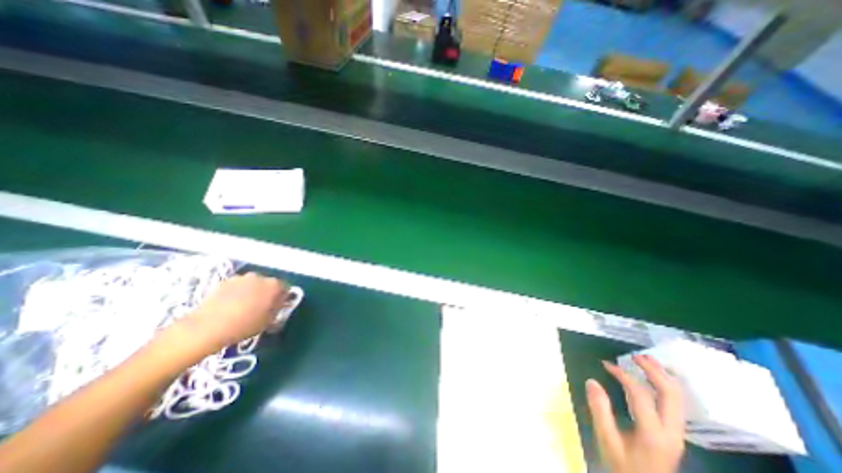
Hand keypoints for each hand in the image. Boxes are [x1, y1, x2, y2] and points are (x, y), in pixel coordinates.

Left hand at [170, 272, 289, 352]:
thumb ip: (277, 309)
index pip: (285, 288)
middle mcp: (260, 277)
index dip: (282, 298)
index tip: (277, 307)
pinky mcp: (224, 281)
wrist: (207, 327)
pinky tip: (229, 305)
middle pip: (268, 284)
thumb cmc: (245, 325)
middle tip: (260, 307)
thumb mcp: (268, 321)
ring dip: (251, 291)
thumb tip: (279, 305)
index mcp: (275, 286)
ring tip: (242, 306)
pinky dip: (236, 292)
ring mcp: (241, 277)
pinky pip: (236, 286)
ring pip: (252, 284)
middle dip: (266, 293)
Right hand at [588, 355, 683, 472]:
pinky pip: (676, 403)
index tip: (606, 364)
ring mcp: (677, 432)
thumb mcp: (606, 440)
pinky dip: (665, 385)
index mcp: (652, 433)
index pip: (640, 394)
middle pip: (671, 394)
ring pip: (678, 398)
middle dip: (654, 370)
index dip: (623, 375)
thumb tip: (592, 381)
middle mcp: (671, 431)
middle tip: (635, 355)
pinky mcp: (675, 432)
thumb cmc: (623, 465)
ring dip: (663, 376)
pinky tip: (654, 377)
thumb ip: (599, 410)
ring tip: (646, 360)